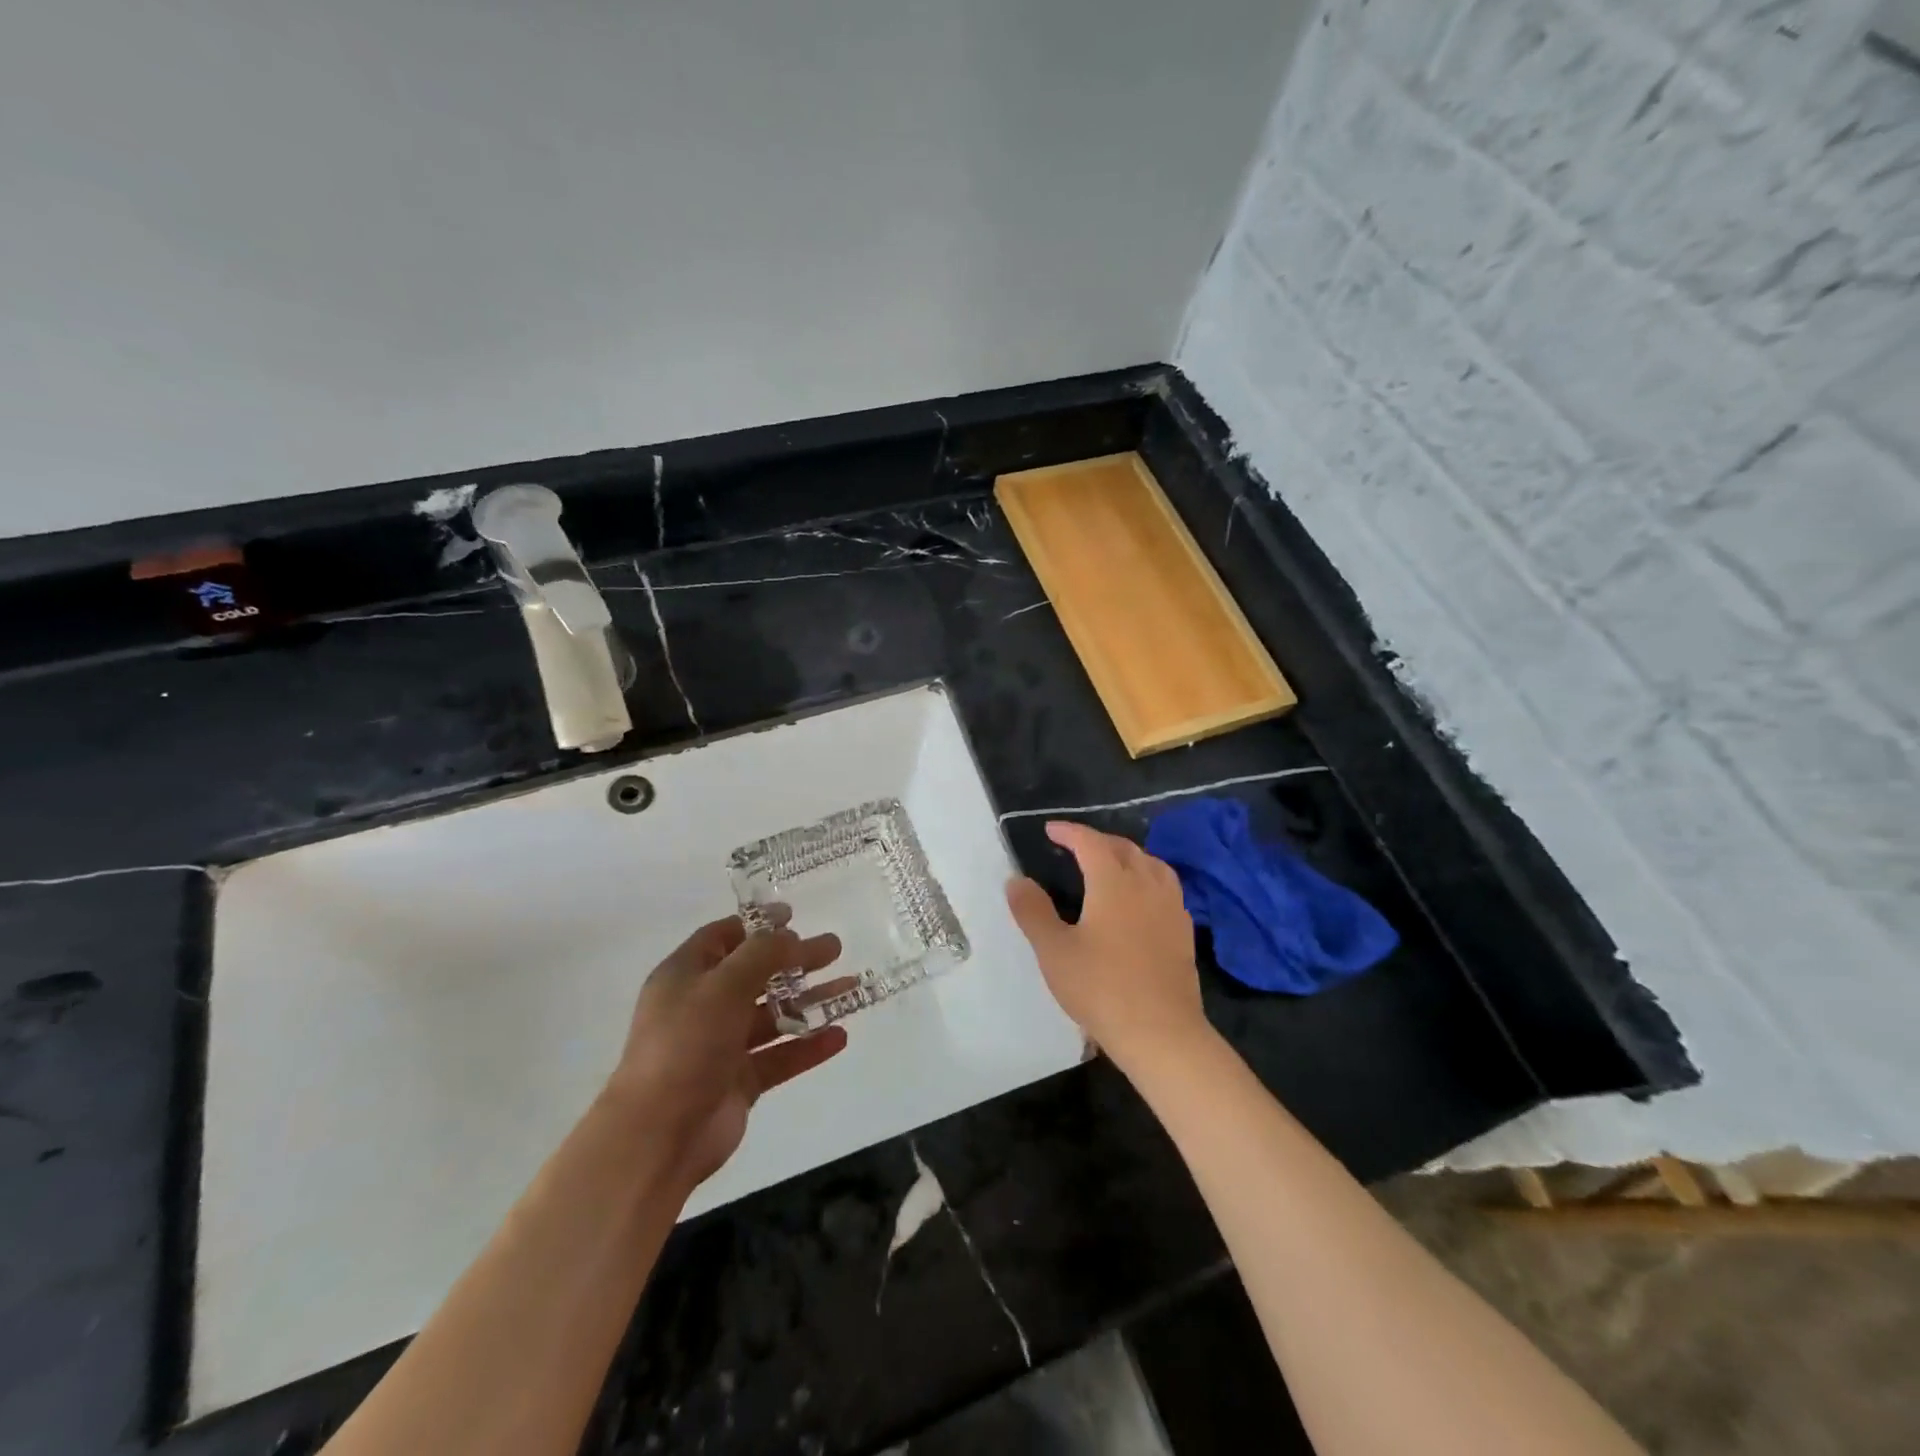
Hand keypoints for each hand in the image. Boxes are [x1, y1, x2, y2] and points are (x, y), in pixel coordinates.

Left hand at [602, 912, 848, 1194]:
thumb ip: (762, 954)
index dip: (757, 925)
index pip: (722, 938)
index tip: (794, 916)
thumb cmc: (685, 1045)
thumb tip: (790, 936)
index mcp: (685, 976)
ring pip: (774, 1015)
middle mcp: (702, 1006)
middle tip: (834, 948)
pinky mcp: (739, 1082)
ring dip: (810, 1001)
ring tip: (851, 987)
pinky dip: (809, 1046)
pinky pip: (780, 1056)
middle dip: (795, 960)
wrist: (658, 1136)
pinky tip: (840, 1035)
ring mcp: (721, 1046)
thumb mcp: (724, 985)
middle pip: (756, 974)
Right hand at [1005, 821, 1207, 1072]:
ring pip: (1152, 864)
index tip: (1051, 830)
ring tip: (1112, 865)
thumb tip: (1016, 880)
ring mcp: (1170, 907)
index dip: (1070, 832)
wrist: (1161, 1032)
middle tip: (1077, 847)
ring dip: (1128, 856)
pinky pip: (1166, 888)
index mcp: (1113, 882)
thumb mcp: (1053, 951)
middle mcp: (1146, 884)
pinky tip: (1141, 900)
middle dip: (1099, 840)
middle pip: (1124, 848)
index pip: (1090, 842)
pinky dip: (1148, 879)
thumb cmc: (1101, 988)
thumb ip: (1032, 911)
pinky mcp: (1184, 931)